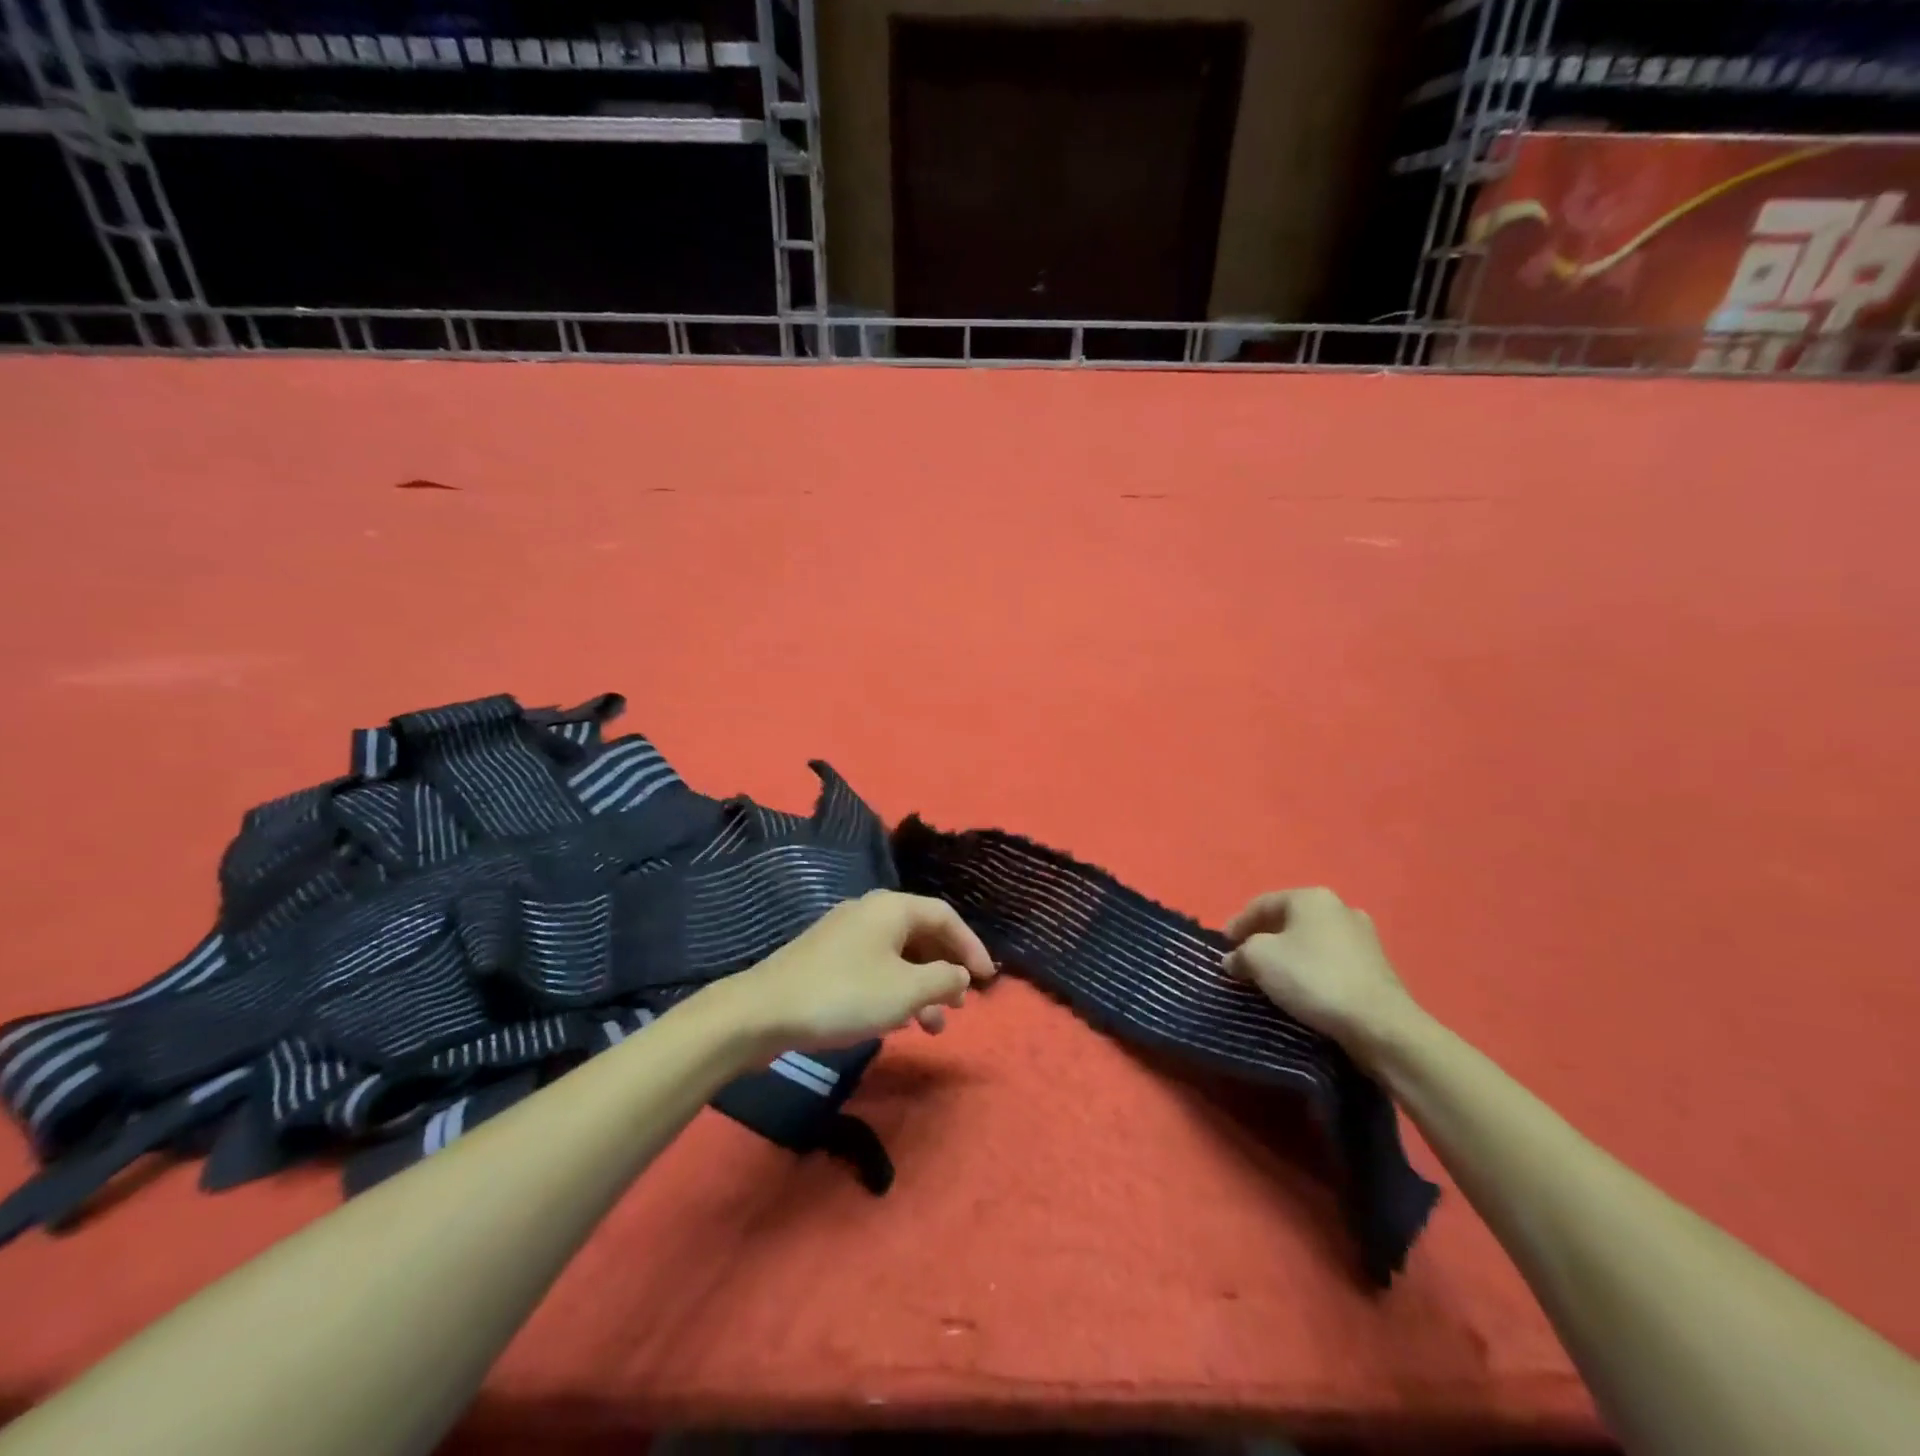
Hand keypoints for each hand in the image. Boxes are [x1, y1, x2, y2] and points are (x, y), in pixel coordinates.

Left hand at [726, 891, 996, 1053]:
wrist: (763, 1012)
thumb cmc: (844, 995)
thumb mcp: (905, 991)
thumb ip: (944, 979)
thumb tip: (961, 974)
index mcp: (891, 908)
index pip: (945, 916)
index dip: (971, 946)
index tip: (987, 980)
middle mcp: (869, 912)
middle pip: (921, 934)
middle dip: (946, 970)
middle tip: (961, 1005)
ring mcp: (845, 935)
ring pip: (898, 956)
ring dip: (922, 987)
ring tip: (933, 1026)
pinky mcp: (827, 959)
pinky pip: (875, 967)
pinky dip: (895, 989)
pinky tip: (898, 1020)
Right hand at [1223, 887, 1421, 1055]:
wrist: (1379, 1023)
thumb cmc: (1312, 978)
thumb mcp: (1259, 959)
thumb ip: (1240, 953)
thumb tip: (1234, 959)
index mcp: (1311, 897)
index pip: (1261, 904)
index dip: (1236, 924)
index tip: (1223, 947)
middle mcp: (1339, 908)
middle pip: (1288, 921)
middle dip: (1263, 939)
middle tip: (1244, 961)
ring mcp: (1363, 937)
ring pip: (1311, 941)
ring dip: (1288, 956)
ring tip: (1271, 978)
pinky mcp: (1376, 966)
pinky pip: (1331, 961)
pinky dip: (1312, 970)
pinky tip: (1303, 989)